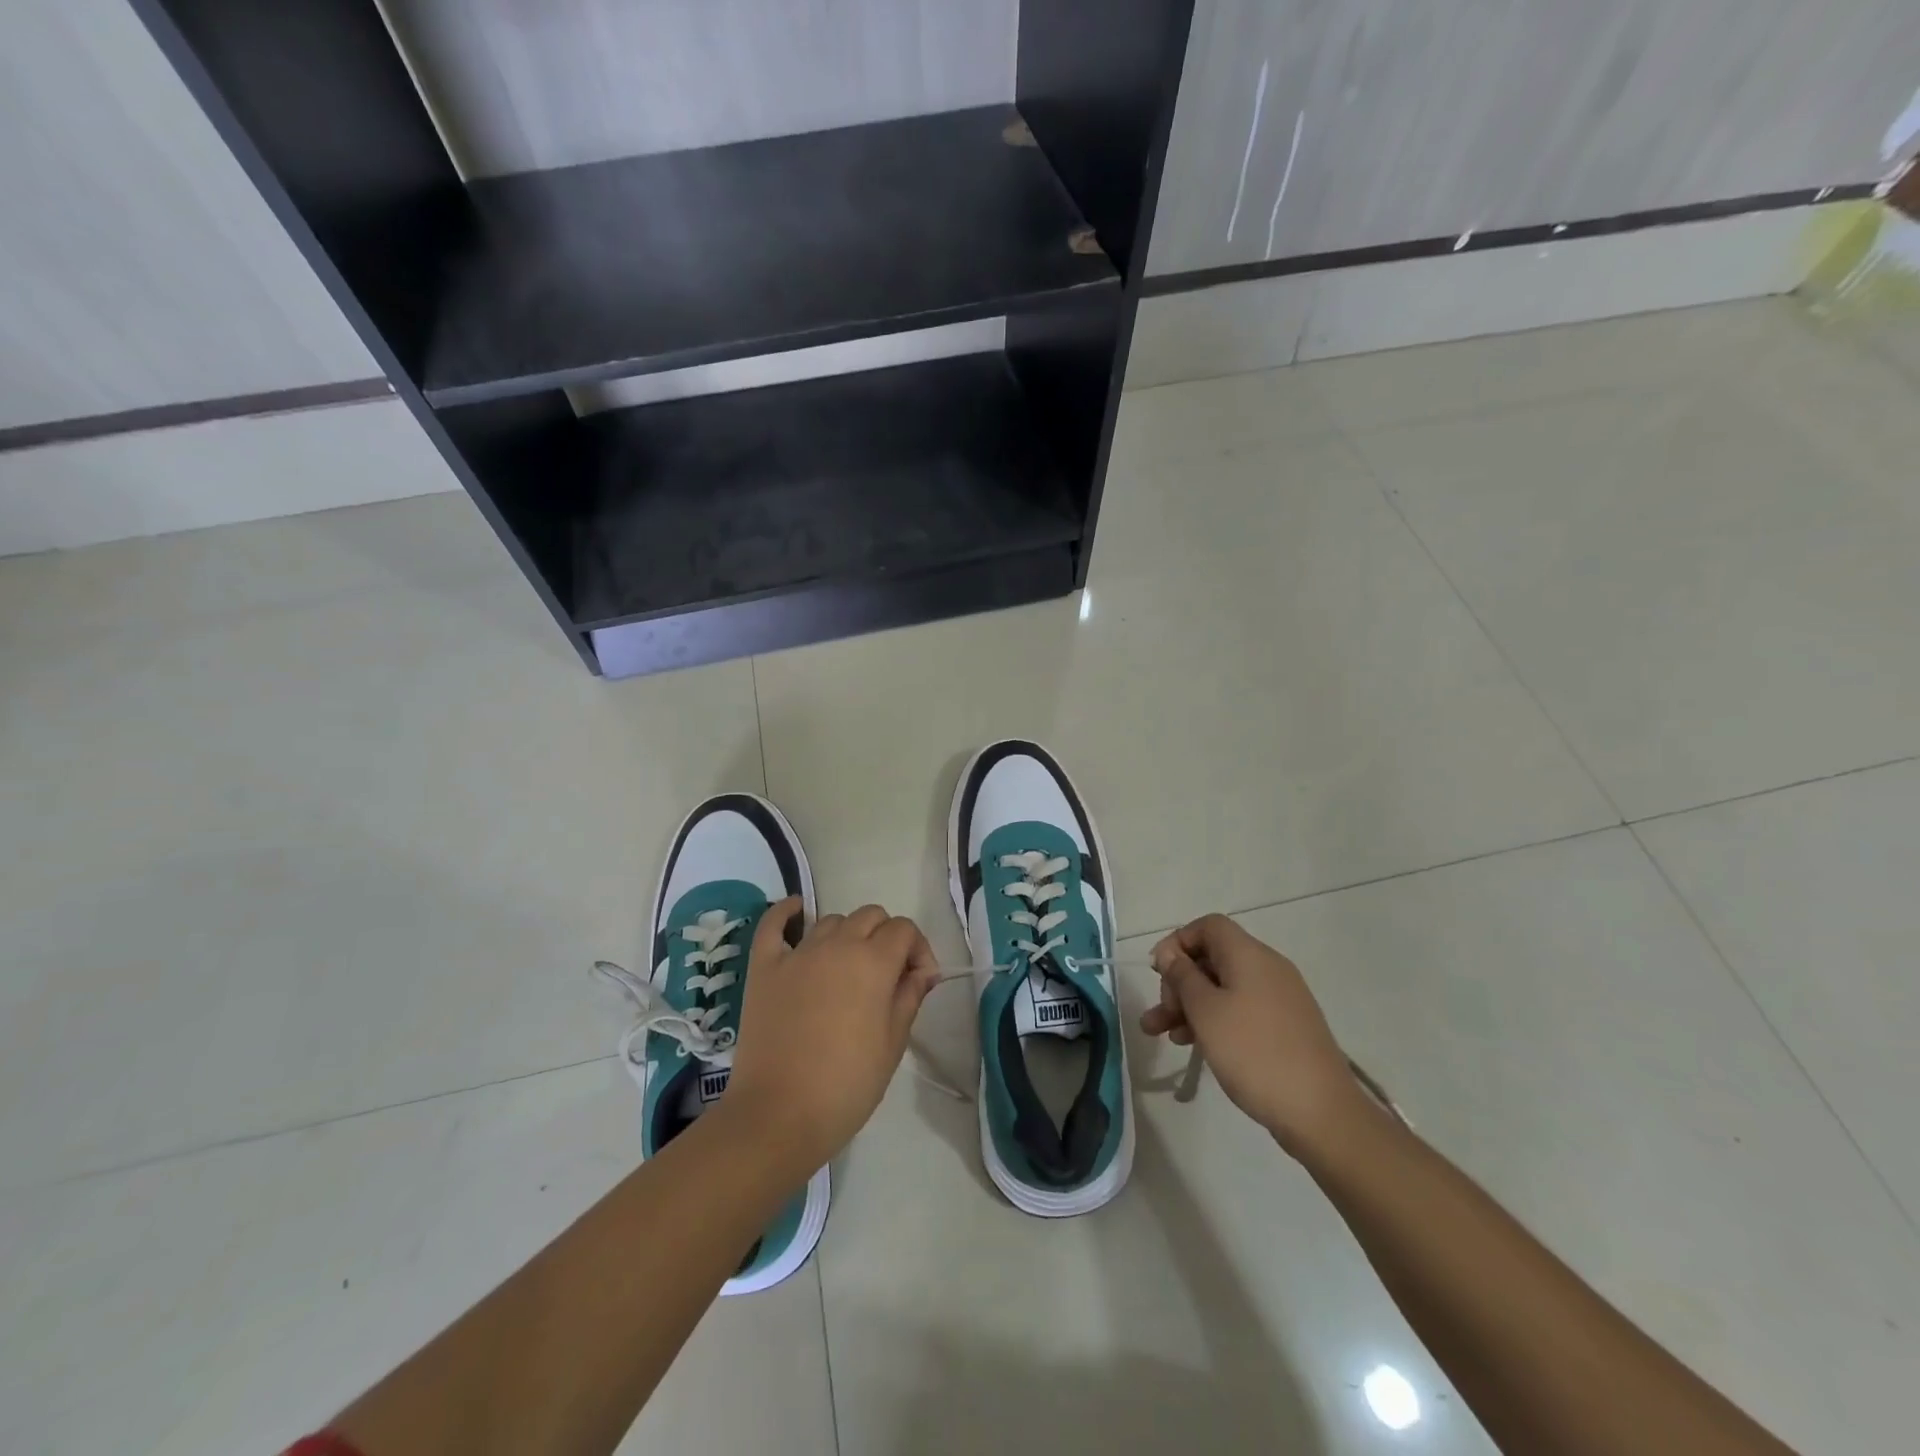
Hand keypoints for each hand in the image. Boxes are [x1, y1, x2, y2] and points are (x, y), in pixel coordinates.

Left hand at [724, 898, 940, 1175]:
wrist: (778, 1116)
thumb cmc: (846, 1085)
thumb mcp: (893, 1044)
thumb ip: (910, 996)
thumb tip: (922, 971)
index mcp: (873, 962)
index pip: (904, 930)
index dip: (918, 950)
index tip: (919, 981)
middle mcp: (837, 945)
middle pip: (870, 916)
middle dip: (886, 937)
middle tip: (885, 976)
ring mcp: (797, 953)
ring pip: (831, 920)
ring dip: (847, 935)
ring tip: (846, 969)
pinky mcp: (764, 966)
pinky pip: (774, 924)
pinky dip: (787, 913)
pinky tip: (797, 912)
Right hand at [1141, 913, 1361, 1154]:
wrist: (1321, 1113)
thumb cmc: (1253, 1052)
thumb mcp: (1205, 1010)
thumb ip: (1182, 975)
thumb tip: (1170, 953)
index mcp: (1250, 955)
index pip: (1208, 926)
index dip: (1178, 942)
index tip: (1157, 972)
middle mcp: (1268, 968)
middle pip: (1213, 958)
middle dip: (1179, 982)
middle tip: (1159, 1013)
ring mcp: (1280, 999)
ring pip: (1223, 989)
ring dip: (1189, 1006)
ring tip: (1161, 1035)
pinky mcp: (1285, 1027)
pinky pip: (1240, 1010)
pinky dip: (1214, 1020)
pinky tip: (1194, 1045)